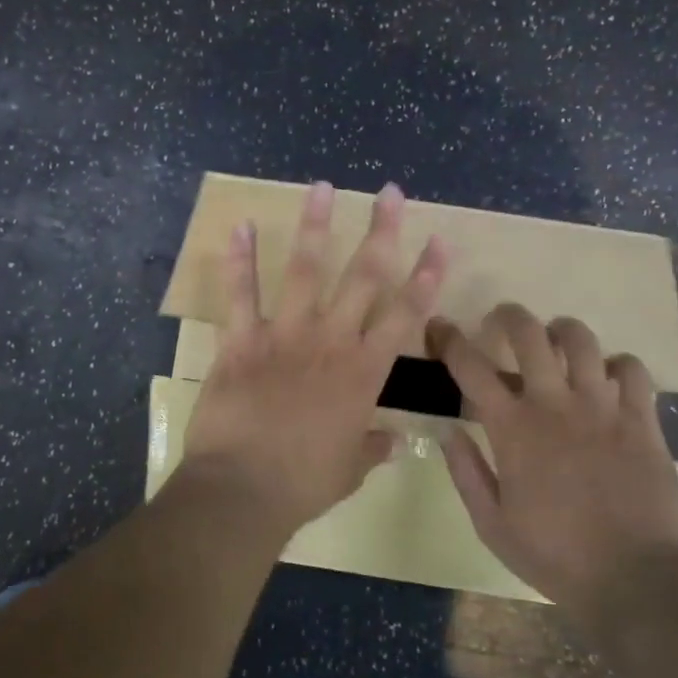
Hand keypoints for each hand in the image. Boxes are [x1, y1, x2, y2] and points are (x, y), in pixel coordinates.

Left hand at [182, 180, 447, 537]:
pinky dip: (238, 260)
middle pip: (364, 277)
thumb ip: (372, 446)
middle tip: (391, 193)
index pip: (405, 314)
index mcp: (364, 372)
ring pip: (305, 270)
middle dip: (382, 231)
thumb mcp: (350, 469)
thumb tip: (393, 440)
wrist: (243, 490)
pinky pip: (240, 294)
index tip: (439, 241)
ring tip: (321, 186)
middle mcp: (331, 341)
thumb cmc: (304, 483)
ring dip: (315, 225)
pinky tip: (238, 224)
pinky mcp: (242, 341)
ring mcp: (285, 336)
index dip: (426, 276)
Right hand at [431, 304, 677, 611]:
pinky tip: (609, 378)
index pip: (471, 367)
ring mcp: (603, 407)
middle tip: (503, 320)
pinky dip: (618, 364)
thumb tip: (447, 431)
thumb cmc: (556, 556)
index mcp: (513, 428)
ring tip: (557, 340)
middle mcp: (556, 404)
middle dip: (510, 316)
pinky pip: (633, 369)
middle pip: (530, 334)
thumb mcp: (493, 525)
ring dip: (563, 331)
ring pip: (583, 341)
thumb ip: (466, 473)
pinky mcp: (642, 419)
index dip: (450, 339)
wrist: (637, 579)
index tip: (440, 326)